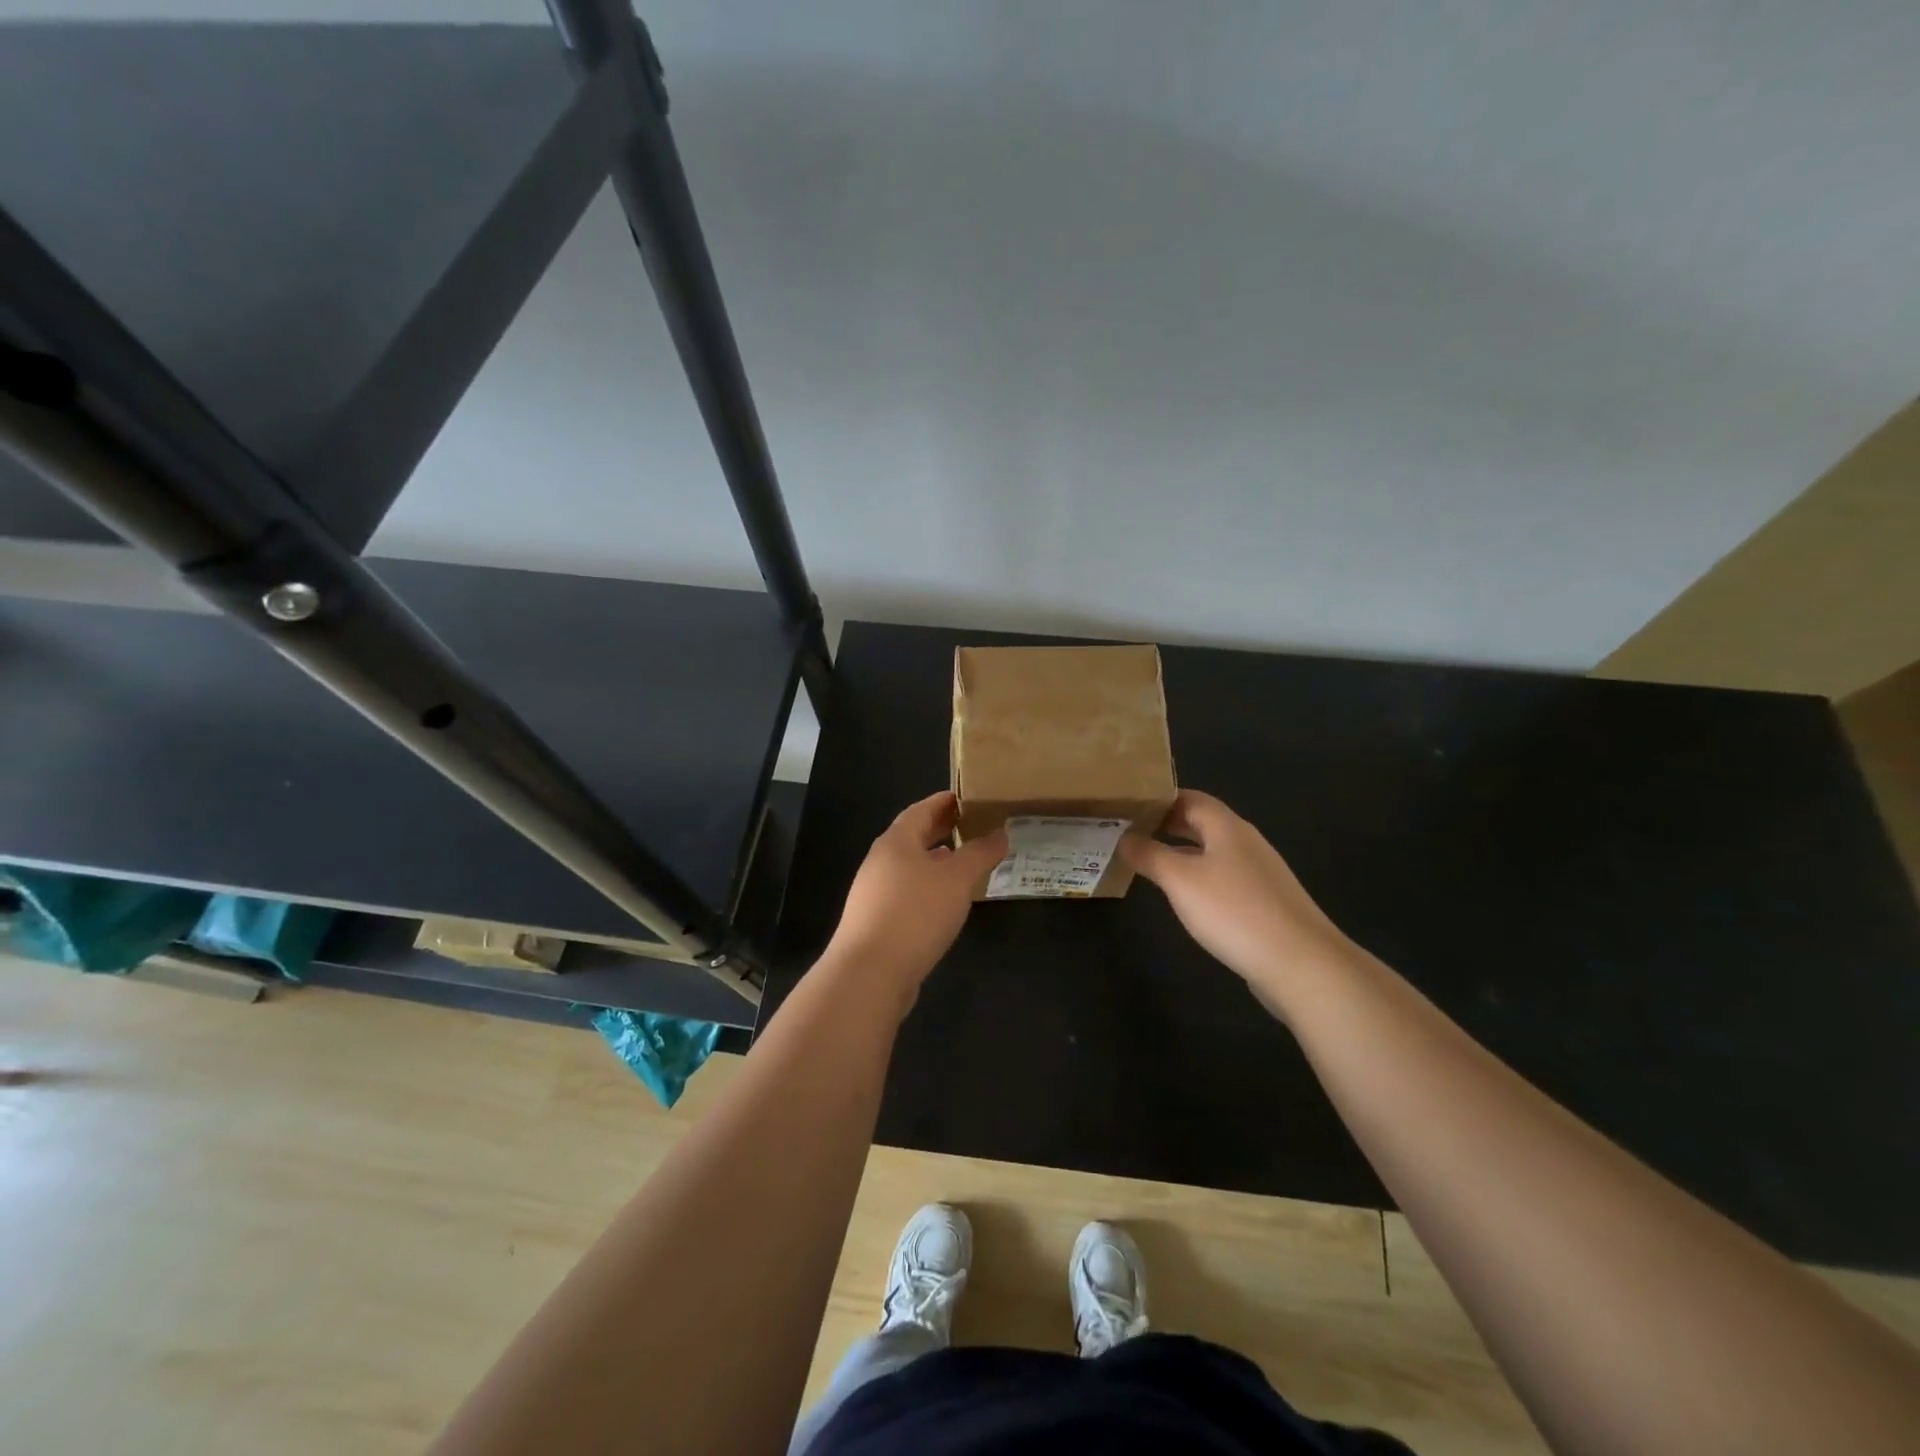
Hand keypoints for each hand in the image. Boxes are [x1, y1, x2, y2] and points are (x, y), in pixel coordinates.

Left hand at [823, 791, 1008, 1003]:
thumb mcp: (957, 879)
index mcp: (896, 841)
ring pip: (911, 866)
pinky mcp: (877, 920)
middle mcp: (881, 861)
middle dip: (942, 830)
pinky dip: (929, 887)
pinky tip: (946, 902)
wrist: (870, 972)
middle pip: (914, 836)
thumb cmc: (916, 913)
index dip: (945, 801)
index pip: (922, 809)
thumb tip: (1001, 832)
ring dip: (936, 861)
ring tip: (965, 862)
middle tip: (973, 826)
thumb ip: (980, 853)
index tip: (969, 797)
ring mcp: (874, 892)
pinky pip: (907, 892)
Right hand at [1121, 790, 1354, 1004]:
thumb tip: (1124, 837)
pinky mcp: (1267, 903)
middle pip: (1203, 824)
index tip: (1129, 807)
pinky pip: (1226, 879)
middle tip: (1132, 834)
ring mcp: (1260, 874)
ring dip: (1183, 853)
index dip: (1159, 799)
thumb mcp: (1180, 880)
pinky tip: (1189, 900)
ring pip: (1214, 852)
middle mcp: (1246, 843)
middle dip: (1168, 826)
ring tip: (1151, 864)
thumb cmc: (1233, 910)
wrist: (1300, 963)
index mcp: (1227, 827)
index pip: (1190, 798)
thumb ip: (1149, 855)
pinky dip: (1201, 879)